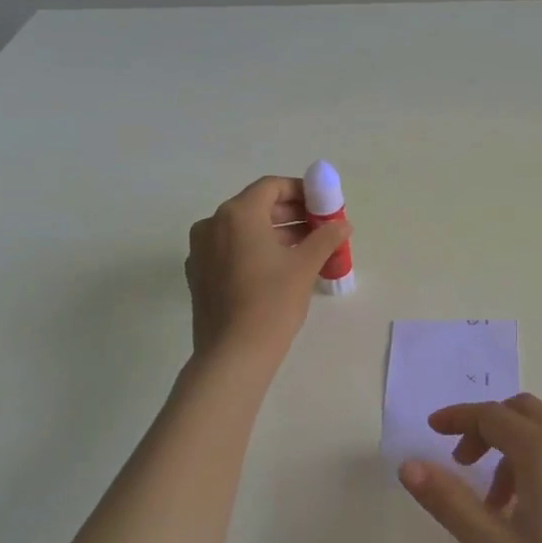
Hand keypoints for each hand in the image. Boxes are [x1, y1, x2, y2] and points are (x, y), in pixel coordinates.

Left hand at [186, 177, 349, 362]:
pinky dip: (255, 250)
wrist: (233, 355)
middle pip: (256, 207)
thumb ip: (325, 237)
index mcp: (237, 214)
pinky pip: (231, 250)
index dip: (301, 191)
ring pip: (243, 230)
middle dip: (291, 213)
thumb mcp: (305, 265)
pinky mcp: (199, 275)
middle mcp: (212, 224)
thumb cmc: (271, 301)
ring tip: (307, 249)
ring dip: (275, 233)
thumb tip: (342, 224)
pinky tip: (280, 269)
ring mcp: (200, 251)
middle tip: (320, 227)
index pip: (271, 187)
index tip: (323, 205)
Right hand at [399, 393, 541, 542]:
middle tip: (461, 463)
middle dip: (485, 427)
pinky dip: (534, 463)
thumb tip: (409, 465)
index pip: (491, 415)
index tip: (431, 429)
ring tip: (492, 506)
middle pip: (520, 412)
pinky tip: (527, 514)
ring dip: (510, 450)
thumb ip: (449, 501)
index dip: (458, 418)